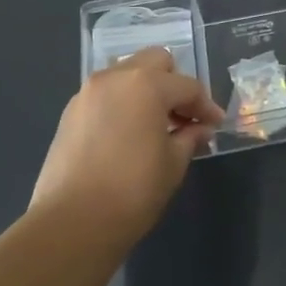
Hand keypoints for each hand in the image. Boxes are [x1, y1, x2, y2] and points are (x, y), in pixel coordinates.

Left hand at [30, 47, 222, 248]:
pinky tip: (129, 134)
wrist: (72, 223)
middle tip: (184, 116)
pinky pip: (106, 94)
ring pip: (127, 74)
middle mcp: (115, 78)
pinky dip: (123, 103)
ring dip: (146, 90)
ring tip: (156, 125)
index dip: (206, 106)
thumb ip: (190, 137)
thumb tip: (199, 129)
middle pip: (155, 62)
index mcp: (146, 84)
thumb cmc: (133, 191)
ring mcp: (88, 93)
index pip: (187, 86)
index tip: (215, 125)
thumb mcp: (173, 163)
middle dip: (174, 84)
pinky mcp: (70, 113)